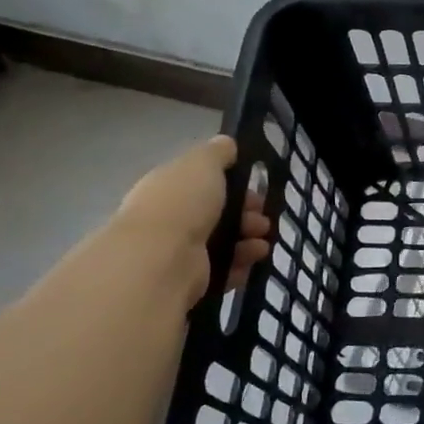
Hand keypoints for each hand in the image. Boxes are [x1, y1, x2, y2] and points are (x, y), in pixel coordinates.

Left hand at [111, 136, 271, 298]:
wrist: (160, 259)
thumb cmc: (182, 203)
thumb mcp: (202, 163)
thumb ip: (217, 152)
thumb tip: (226, 143)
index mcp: (169, 187)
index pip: (205, 183)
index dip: (235, 185)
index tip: (256, 190)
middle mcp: (171, 218)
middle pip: (218, 214)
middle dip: (247, 215)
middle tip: (263, 220)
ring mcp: (178, 252)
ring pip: (223, 243)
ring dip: (248, 241)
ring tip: (262, 244)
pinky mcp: (188, 280)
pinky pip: (222, 270)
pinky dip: (240, 265)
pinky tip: (252, 262)